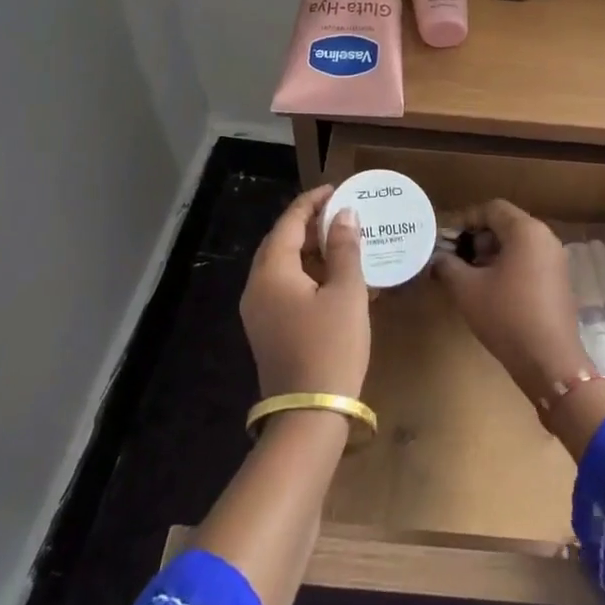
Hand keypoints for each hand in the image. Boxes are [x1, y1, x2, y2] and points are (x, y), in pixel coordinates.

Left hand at [241, 184, 370, 399]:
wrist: (309, 415)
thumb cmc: (331, 346)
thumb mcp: (346, 293)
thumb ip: (344, 249)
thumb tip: (344, 215)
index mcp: (272, 272)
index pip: (289, 223)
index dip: (312, 202)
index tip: (336, 189)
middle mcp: (257, 288)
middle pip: (281, 244)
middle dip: (311, 225)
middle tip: (342, 214)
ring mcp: (259, 312)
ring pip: (284, 268)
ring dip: (312, 252)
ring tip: (344, 242)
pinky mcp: (269, 331)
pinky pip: (286, 289)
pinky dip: (310, 276)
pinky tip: (338, 279)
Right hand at [429, 199, 589, 402]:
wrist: (549, 361)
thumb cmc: (506, 316)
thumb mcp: (467, 289)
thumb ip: (447, 266)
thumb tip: (436, 258)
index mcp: (526, 231)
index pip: (492, 209)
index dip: (466, 220)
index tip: (446, 240)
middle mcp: (546, 238)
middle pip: (506, 224)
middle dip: (477, 238)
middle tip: (456, 259)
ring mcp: (556, 260)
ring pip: (517, 244)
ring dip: (491, 254)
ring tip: (470, 277)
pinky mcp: (559, 281)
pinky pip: (529, 260)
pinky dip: (509, 266)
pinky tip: (491, 290)